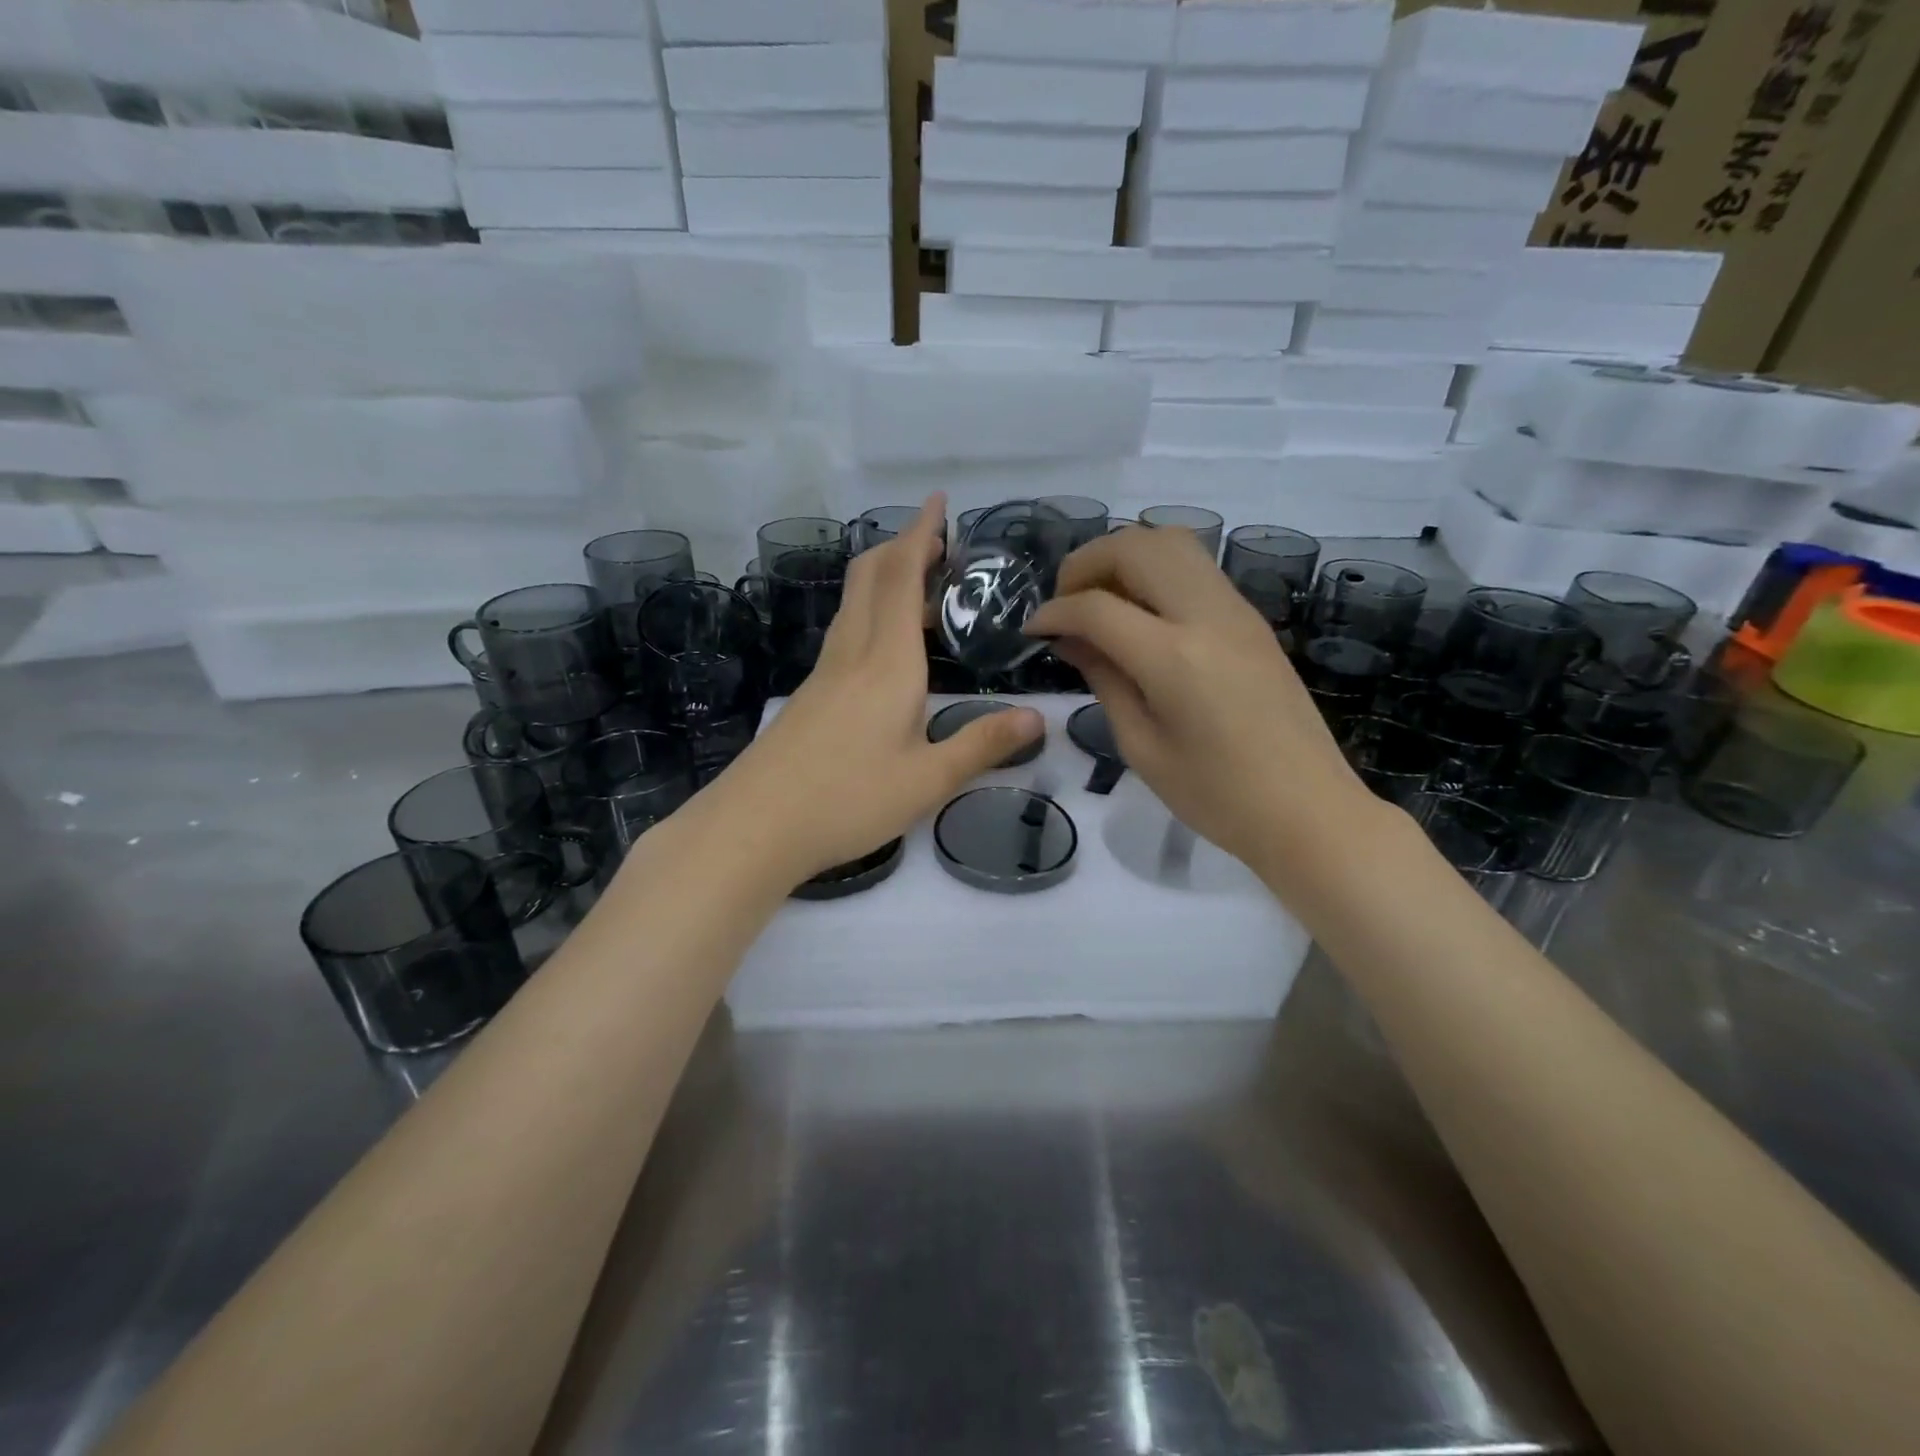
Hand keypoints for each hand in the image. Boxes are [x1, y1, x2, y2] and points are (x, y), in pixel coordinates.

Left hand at [712, 496, 1042, 884]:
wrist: (756, 825)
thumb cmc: (848, 799)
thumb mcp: (927, 780)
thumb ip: (982, 745)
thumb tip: (1037, 719)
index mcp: (889, 661)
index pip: (904, 577)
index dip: (921, 534)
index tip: (937, 501)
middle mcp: (854, 652)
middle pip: (870, 576)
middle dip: (901, 546)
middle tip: (936, 541)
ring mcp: (825, 672)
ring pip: (854, 601)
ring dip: (884, 576)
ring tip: (919, 582)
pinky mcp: (810, 694)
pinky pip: (845, 631)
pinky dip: (871, 611)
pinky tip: (884, 643)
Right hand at [1024, 526, 1383, 883]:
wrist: (1308, 810)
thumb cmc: (1217, 796)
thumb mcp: (1142, 747)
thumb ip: (1104, 680)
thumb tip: (1071, 639)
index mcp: (1173, 658)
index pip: (1096, 606)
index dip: (1054, 611)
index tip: (1033, 630)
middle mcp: (1207, 616)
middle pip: (1136, 546)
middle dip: (1087, 563)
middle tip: (1066, 603)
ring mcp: (1236, 610)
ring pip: (1171, 542)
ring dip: (1124, 557)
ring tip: (1101, 601)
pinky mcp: (1251, 618)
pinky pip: (1195, 568)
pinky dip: (1155, 572)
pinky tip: (1140, 614)